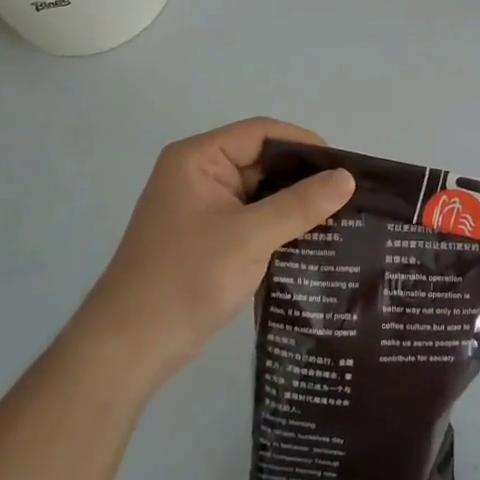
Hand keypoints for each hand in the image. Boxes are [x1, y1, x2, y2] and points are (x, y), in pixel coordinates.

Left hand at [77, 119, 354, 394]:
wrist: (130, 347)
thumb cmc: (186, 279)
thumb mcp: (250, 237)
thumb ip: (300, 204)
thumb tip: (347, 178)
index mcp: (199, 158)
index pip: (262, 133)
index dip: (304, 144)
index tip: (344, 167)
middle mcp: (199, 173)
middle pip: (262, 159)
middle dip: (303, 175)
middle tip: (349, 194)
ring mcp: (203, 206)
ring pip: (260, 190)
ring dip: (294, 202)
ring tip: (341, 215)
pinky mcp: (209, 235)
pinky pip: (253, 216)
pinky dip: (280, 223)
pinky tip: (312, 238)